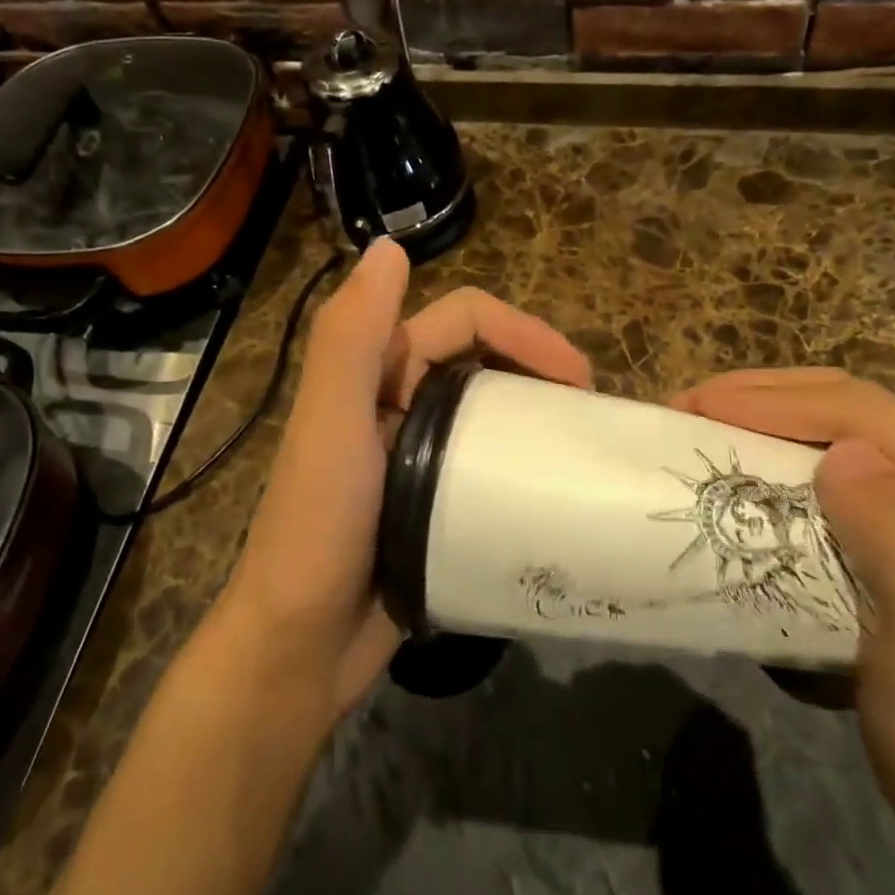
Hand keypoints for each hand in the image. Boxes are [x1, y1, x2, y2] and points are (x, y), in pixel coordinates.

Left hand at [219, 239, 591, 724]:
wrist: (299, 647)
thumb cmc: (317, 529)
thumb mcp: (331, 425)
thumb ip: (350, 335)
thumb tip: (389, 247)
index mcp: (378, 373)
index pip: (463, 321)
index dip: (522, 331)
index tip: (578, 377)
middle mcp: (400, 403)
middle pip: (485, 362)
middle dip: (541, 370)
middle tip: (595, 413)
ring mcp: (420, 456)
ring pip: (492, 413)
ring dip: (540, 417)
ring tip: (589, 448)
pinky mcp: (435, 504)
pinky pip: (490, 465)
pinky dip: (525, 464)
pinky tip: (559, 490)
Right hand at [672, 369, 894, 879]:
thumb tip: (843, 455)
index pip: (864, 412)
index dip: (774, 400)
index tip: (697, 409)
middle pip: (849, 405)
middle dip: (761, 394)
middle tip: (688, 410)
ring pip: (837, 424)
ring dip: (765, 414)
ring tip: (703, 426)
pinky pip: (832, 459)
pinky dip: (777, 446)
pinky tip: (744, 462)